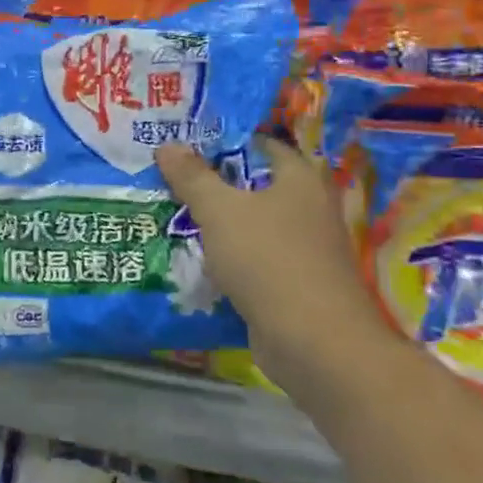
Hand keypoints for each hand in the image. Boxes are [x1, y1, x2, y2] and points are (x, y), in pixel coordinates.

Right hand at [156, 141, 386, 376]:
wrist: (314, 343)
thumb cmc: (269, 260)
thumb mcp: (220, 211)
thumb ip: (192, 177)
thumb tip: (168, 144)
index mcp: (299, 180)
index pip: (262, 144)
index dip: (225, 139)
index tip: (186, 141)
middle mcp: (308, 208)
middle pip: (255, 185)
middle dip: (215, 183)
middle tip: (170, 176)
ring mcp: (305, 249)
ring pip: (253, 224)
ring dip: (220, 222)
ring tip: (172, 213)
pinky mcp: (295, 284)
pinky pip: (254, 258)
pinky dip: (229, 256)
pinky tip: (195, 257)